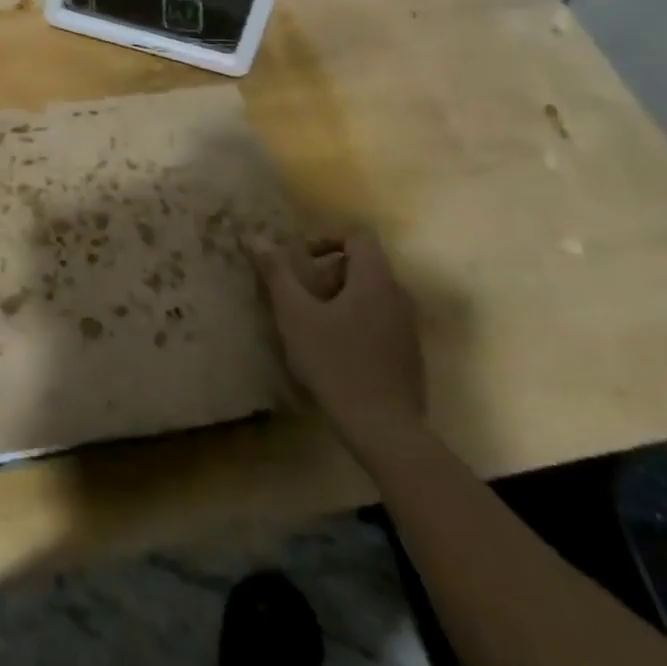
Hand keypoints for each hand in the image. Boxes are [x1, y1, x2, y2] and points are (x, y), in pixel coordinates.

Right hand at [250, 230, 425, 449]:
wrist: (384, 429)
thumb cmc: (336, 363)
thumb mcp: (295, 315)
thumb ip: (278, 273)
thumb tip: (257, 237)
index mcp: (375, 280)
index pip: (358, 237)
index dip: (327, 240)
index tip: (302, 262)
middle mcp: (399, 297)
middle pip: (364, 266)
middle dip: (329, 274)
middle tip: (301, 298)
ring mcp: (408, 328)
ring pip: (371, 296)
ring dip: (340, 300)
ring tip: (312, 326)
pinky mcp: (409, 355)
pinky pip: (380, 321)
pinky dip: (356, 323)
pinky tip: (335, 352)